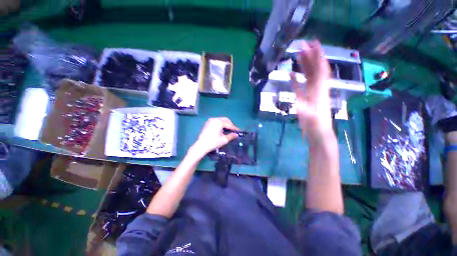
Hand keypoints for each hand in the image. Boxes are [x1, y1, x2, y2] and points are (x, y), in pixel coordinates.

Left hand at [191, 117, 239, 155]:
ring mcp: (210, 120)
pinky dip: (220, 124)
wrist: (201, 145)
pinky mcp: (207, 123)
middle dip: (230, 124)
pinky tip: (222, 129)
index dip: (234, 128)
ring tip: (228, 130)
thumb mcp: (224, 140)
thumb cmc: (213, 142)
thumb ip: (231, 136)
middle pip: (225, 120)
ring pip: (220, 120)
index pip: (229, 124)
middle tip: (234, 130)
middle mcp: (215, 119)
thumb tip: (236, 135)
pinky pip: (216, 121)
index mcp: (219, 122)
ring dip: (225, 124)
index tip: (239, 131)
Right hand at [291, 40, 332, 139]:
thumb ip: (305, 107)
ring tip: (298, 55)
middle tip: (303, 45)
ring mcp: (311, 93)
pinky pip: (300, 86)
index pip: (321, 69)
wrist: (318, 133)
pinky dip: (296, 79)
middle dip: (311, 56)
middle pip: (315, 69)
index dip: (318, 56)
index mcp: (320, 90)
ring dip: (305, 65)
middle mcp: (317, 88)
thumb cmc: (315, 126)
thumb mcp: (310, 117)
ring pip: (309, 76)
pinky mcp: (305, 98)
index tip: (314, 43)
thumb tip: (299, 103)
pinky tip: (291, 73)